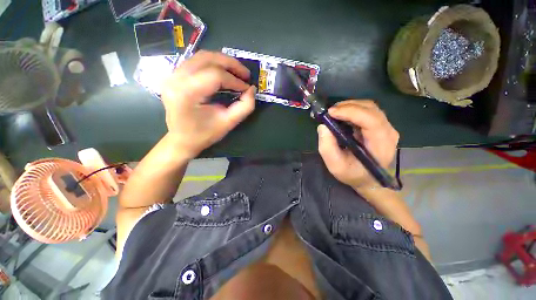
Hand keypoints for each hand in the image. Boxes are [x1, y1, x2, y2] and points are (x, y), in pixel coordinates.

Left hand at [161, 51, 255, 158]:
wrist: (182, 140)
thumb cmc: (204, 134)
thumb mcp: (228, 123)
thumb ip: (244, 107)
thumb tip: (252, 90)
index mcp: (187, 93)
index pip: (215, 76)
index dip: (235, 80)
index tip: (247, 88)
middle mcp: (176, 79)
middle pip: (207, 58)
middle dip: (230, 64)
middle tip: (245, 74)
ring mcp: (172, 75)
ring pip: (201, 56)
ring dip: (222, 61)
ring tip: (236, 72)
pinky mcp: (174, 76)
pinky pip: (196, 61)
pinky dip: (212, 64)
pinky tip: (223, 72)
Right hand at [317, 100, 398, 188]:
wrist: (368, 180)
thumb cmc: (353, 174)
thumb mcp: (335, 165)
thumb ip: (327, 147)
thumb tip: (323, 126)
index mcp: (380, 144)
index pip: (371, 120)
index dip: (350, 112)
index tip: (330, 112)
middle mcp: (388, 132)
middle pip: (370, 109)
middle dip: (347, 106)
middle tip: (329, 112)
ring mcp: (387, 128)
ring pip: (369, 107)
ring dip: (349, 106)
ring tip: (334, 113)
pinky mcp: (381, 126)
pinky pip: (368, 111)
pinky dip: (353, 110)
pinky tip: (342, 116)